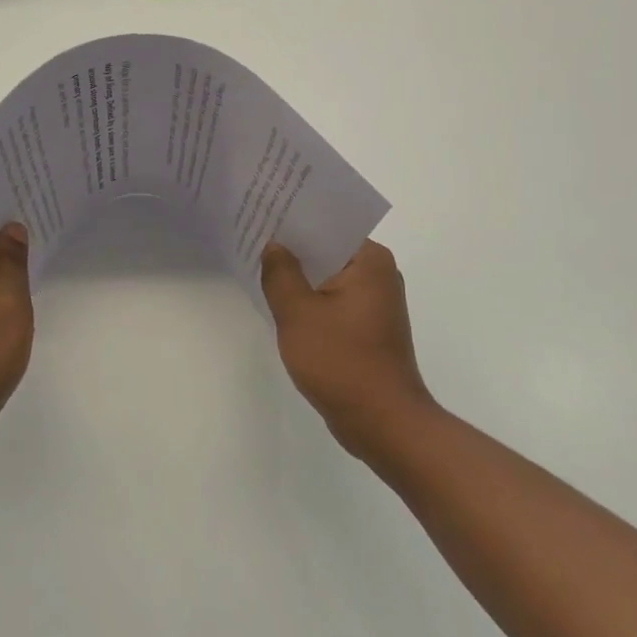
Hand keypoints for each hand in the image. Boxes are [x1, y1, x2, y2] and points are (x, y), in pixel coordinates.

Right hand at [261, 239, 437, 467]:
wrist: (383, 424)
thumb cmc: (342, 362)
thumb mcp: (298, 313)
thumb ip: (280, 273)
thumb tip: (273, 246)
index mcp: (370, 261)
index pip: (327, 225)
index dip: (292, 219)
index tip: (262, 212)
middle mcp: (378, 274)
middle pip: (327, 249)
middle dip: (292, 247)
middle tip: (252, 236)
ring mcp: (375, 303)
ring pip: (327, 276)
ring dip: (299, 276)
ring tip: (259, 265)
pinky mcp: (367, 328)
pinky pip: (331, 300)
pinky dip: (309, 300)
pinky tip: (280, 304)